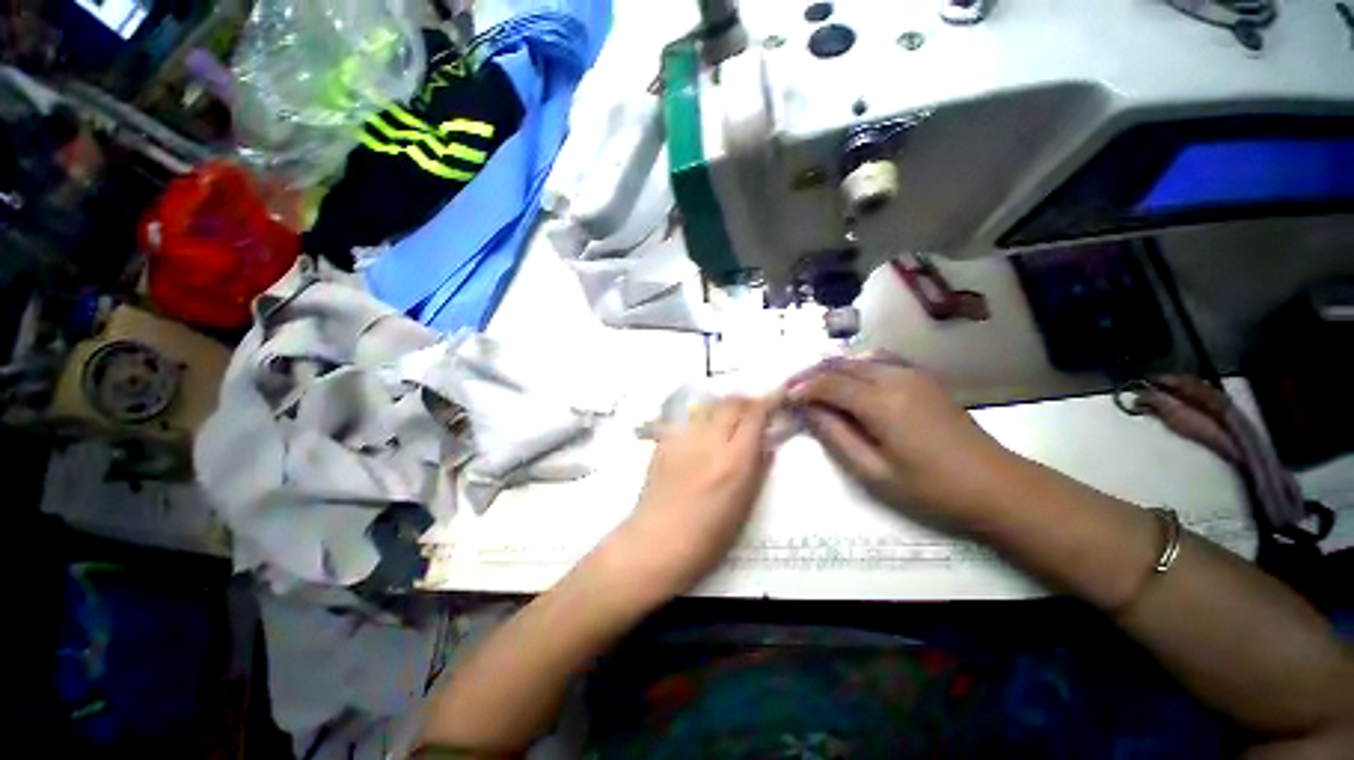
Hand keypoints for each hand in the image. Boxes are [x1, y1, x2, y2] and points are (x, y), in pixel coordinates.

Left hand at [614, 395, 777, 595]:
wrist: (656, 543)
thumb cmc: (707, 538)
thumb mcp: (744, 507)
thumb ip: (758, 469)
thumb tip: (767, 443)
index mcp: (733, 461)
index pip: (754, 415)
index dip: (769, 401)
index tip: (778, 396)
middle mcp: (708, 441)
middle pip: (730, 402)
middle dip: (746, 400)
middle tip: (754, 409)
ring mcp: (683, 438)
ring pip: (708, 405)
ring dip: (723, 405)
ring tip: (728, 417)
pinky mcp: (664, 441)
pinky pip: (687, 416)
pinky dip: (700, 415)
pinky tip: (701, 428)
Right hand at [787, 357, 1011, 526]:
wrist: (995, 485)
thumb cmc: (930, 488)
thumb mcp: (874, 471)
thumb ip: (836, 436)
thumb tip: (809, 411)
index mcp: (880, 403)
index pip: (828, 384)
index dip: (802, 388)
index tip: (783, 397)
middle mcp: (894, 377)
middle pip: (840, 366)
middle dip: (812, 375)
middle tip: (792, 389)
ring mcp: (911, 374)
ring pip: (858, 359)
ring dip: (831, 369)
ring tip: (813, 385)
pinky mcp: (922, 377)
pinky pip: (879, 360)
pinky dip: (855, 366)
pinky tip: (848, 379)